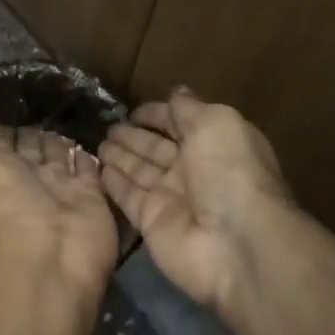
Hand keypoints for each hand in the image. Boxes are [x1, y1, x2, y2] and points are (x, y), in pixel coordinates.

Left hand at [0, 124, 118, 293]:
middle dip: (31, 133)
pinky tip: (84, 145)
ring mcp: (60, 186)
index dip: (1, 132)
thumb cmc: (4, 206)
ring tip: (60, 126)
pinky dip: (86, 157)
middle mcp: (27, 178)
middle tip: (39, 113)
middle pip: (30, 148)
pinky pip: (88, 169)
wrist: (50, 249)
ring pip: (58, 155)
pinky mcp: (90, 194)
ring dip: (57, 141)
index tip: (7, 111)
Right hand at [100, 87, 290, 312]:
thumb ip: (189, 108)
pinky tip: (98, 168)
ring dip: (120, 156)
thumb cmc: (229, 172)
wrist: (236, 243)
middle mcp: (193, 170)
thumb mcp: (215, 124)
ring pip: (140, 171)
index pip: (180, 123)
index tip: (133, 110)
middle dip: (134, 136)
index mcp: (214, 143)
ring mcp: (171, 198)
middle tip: (108, 126)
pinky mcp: (151, 222)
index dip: (158, 115)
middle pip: (157, 148)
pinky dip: (114, 183)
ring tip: (98, 143)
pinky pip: (128, 197)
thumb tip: (177, 91)